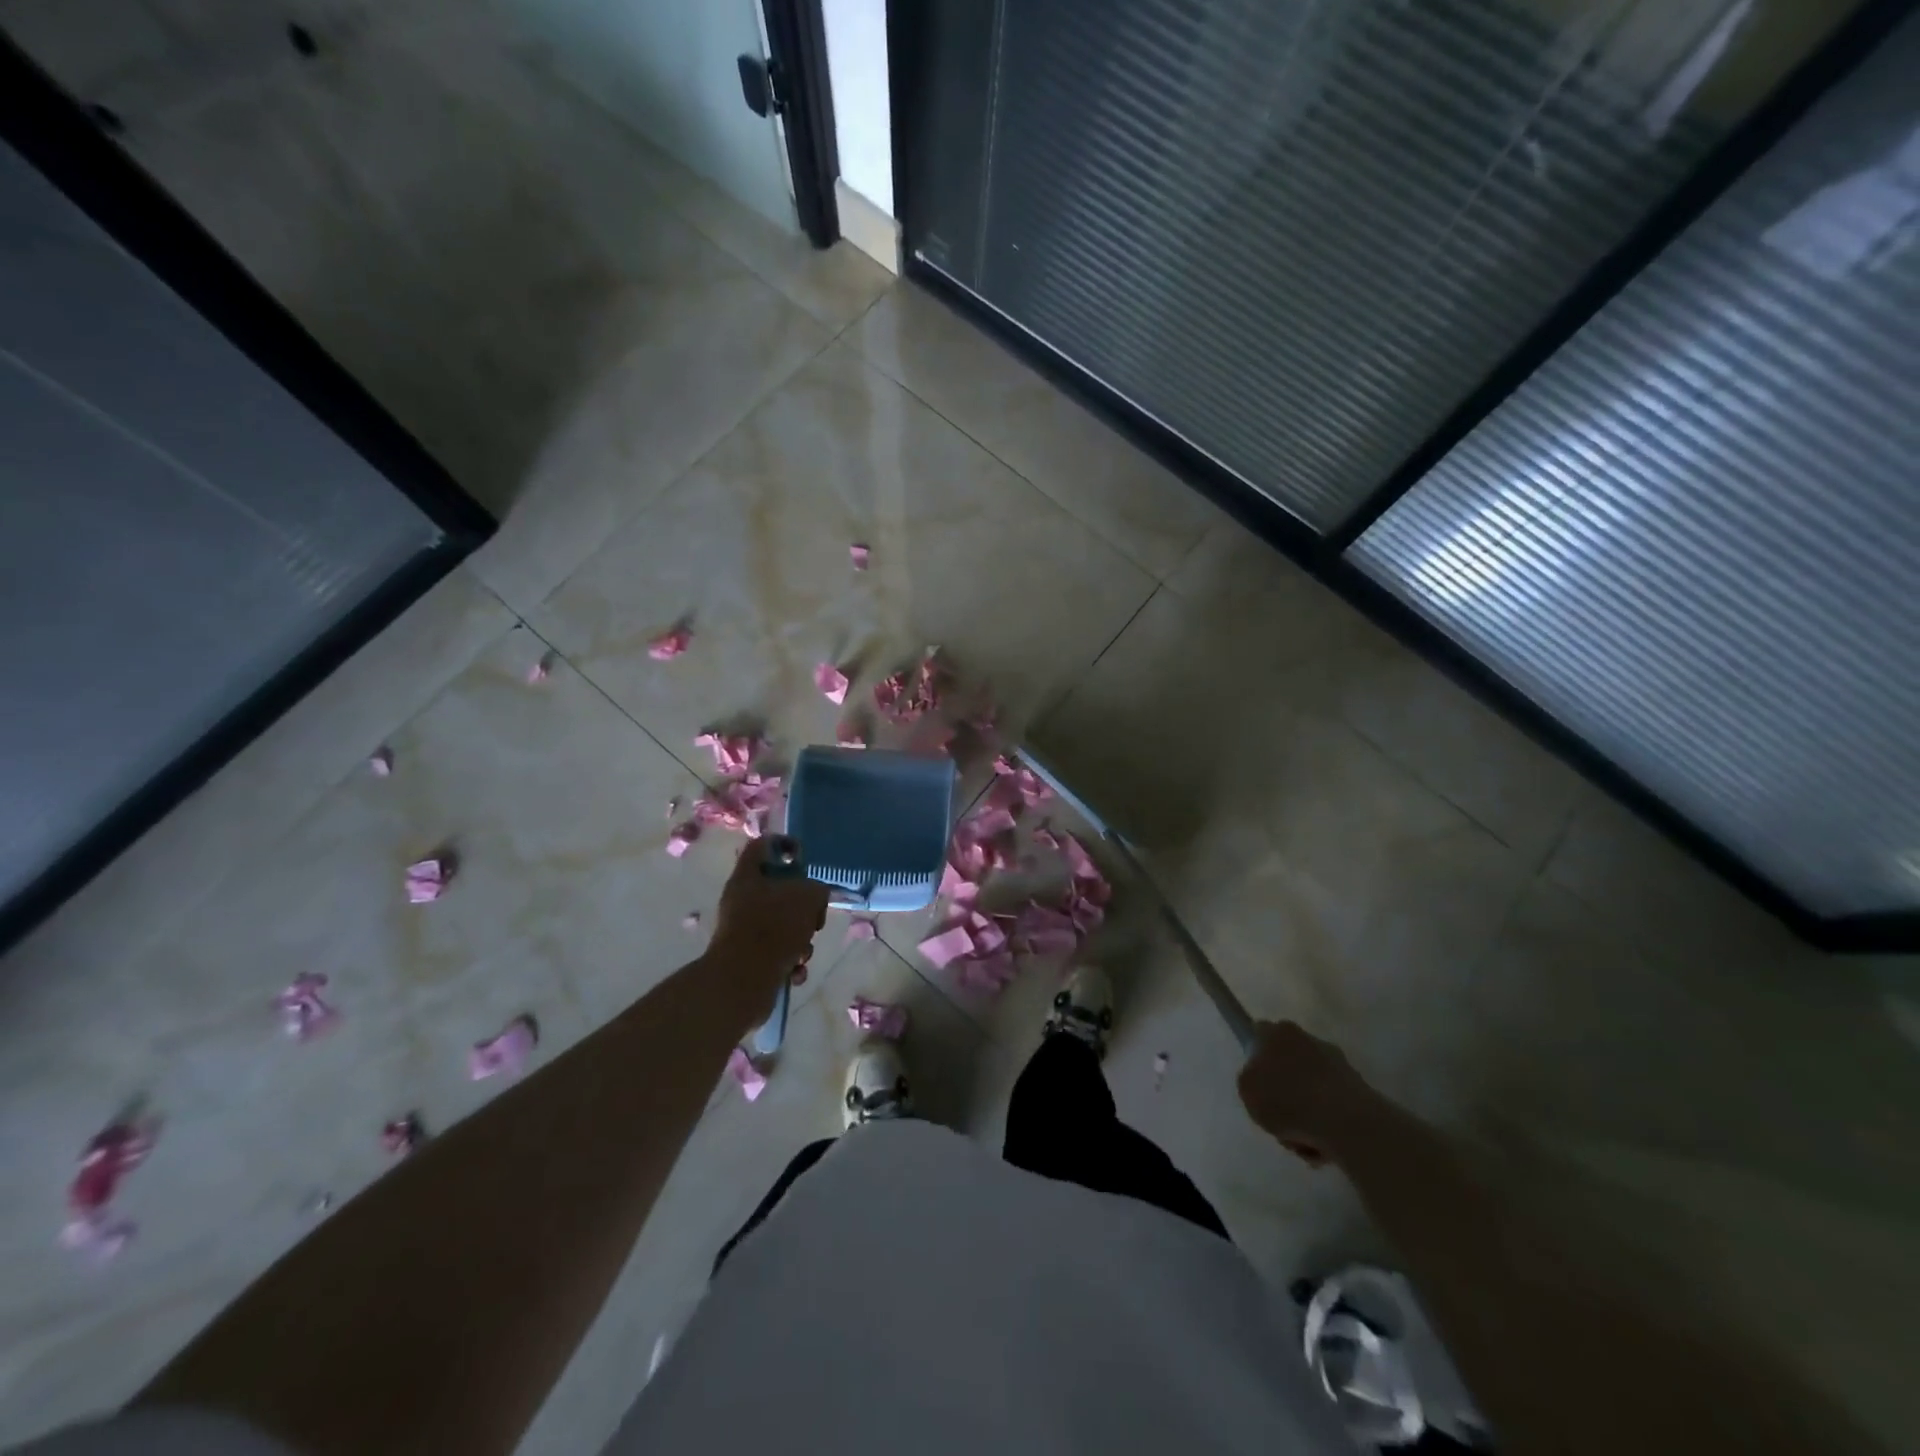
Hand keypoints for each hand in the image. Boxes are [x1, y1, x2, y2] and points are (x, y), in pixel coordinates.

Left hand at [706, 838, 829, 1000]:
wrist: (744, 982)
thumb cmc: (775, 928)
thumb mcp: (809, 896)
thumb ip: (817, 888)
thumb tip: (813, 897)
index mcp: (748, 875)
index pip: (764, 844)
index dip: (786, 845)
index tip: (805, 859)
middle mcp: (741, 900)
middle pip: (780, 890)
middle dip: (805, 907)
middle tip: (814, 918)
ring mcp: (743, 931)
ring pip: (784, 925)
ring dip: (802, 940)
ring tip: (802, 953)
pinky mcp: (748, 959)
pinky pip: (779, 952)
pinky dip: (791, 962)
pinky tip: (794, 972)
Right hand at [1237, 1020, 1385, 1167]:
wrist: (1346, 1124)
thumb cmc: (1287, 1101)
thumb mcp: (1246, 1090)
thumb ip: (1250, 1079)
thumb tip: (1264, 1079)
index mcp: (1278, 1033)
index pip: (1259, 1034)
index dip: (1255, 1056)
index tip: (1256, 1081)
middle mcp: (1308, 1039)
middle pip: (1288, 1064)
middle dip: (1284, 1090)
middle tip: (1278, 1117)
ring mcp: (1337, 1063)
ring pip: (1311, 1089)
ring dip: (1306, 1113)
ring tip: (1303, 1142)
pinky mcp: (1358, 1089)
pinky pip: (1332, 1107)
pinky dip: (1326, 1125)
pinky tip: (1322, 1147)